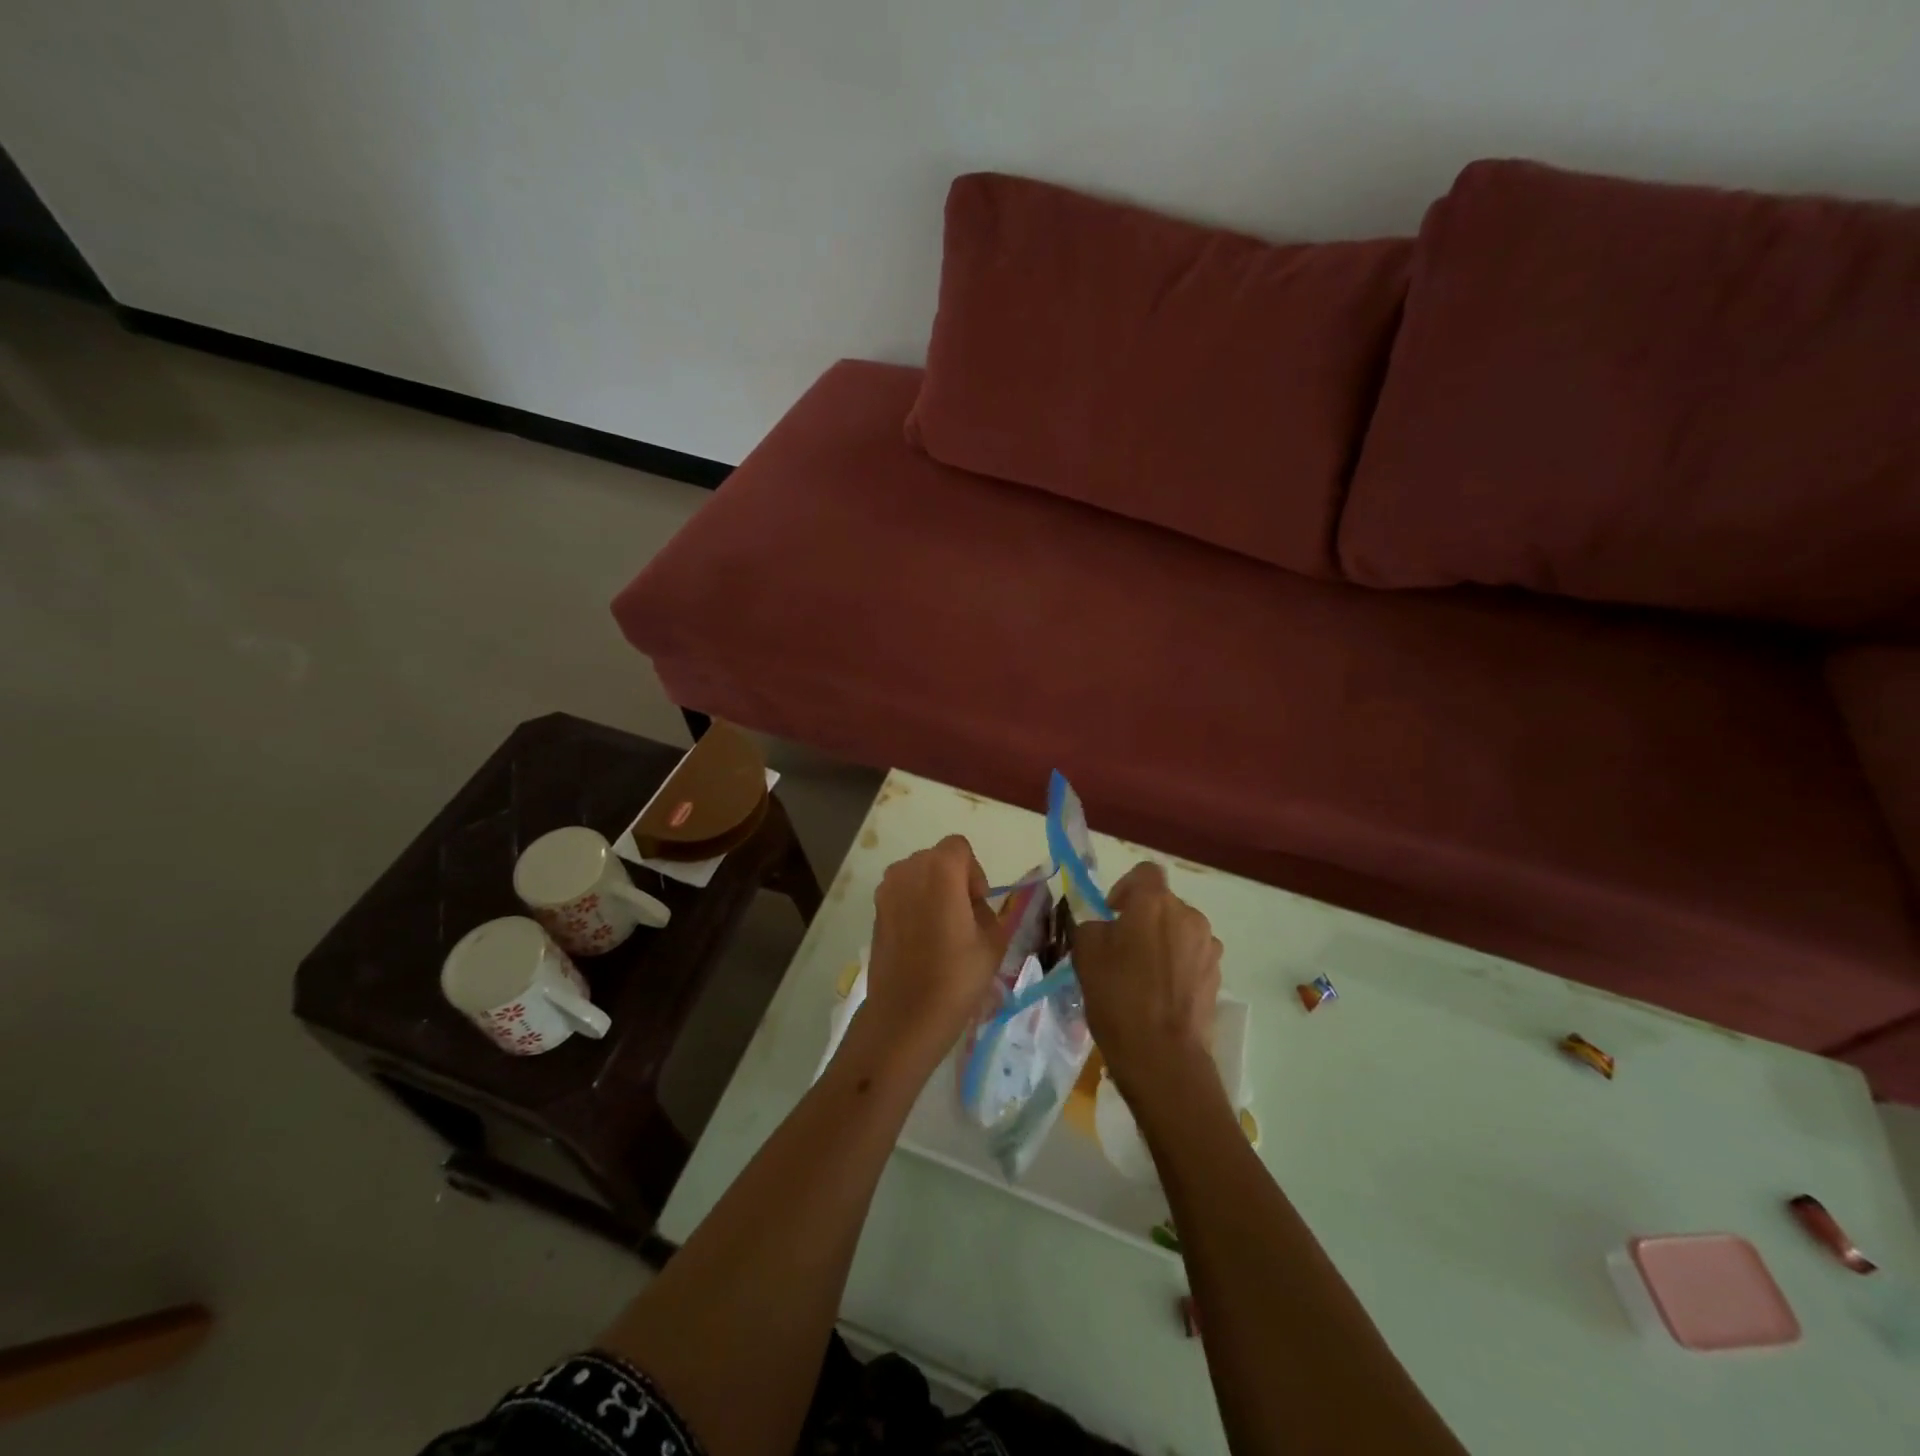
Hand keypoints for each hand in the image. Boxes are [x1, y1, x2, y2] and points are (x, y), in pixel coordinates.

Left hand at [862, 835, 1005, 1067]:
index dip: (974, 873)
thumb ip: (986, 911)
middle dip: (953, 880)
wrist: (906, 1014)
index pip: (960, 848)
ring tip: (941, 931)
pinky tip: (921, 941)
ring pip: (917, 877)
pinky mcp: (874, 911)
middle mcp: (908, 869)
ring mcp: (886, 890)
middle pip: (936, 859)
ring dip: (932, 892)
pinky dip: (914, 907)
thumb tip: (971, 907)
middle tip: (963, 918)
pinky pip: (901, 895)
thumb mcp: (992, 941)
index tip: (977, 905)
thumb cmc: (956, 975)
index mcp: (940, 869)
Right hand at [1072, 862, 1221, 1102]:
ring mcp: (1208, 946)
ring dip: (1163, 942)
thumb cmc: (1118, 997)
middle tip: (1122, 949)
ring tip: (1144, 975)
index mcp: (1154, 902)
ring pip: (1179, 931)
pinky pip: (1192, 957)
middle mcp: (1188, 915)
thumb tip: (1105, 926)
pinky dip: (1178, 966)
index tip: (1112, 914)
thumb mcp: (1086, 954)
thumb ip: (1093, 926)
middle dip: (1143, 919)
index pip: (1145, 872)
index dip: (1126, 888)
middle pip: (1163, 904)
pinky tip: (1162, 994)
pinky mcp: (1217, 975)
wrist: (1163, 1056)